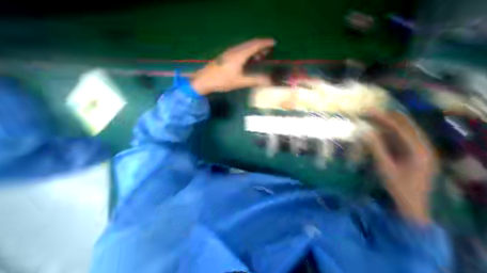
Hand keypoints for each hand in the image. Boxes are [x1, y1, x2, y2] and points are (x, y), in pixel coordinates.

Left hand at [190, 38, 272, 94]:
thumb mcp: (240, 82)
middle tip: (269, 50)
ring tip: (260, 55)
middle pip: (250, 43)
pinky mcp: (225, 56)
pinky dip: (247, 52)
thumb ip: (255, 80)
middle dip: (261, 45)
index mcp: (239, 55)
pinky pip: (240, 50)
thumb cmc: (222, 81)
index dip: (265, 43)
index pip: (255, 45)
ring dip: (254, 48)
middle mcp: (235, 50)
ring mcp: (229, 52)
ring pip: (244, 46)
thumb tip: (269, 81)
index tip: (274, 43)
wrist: (204, 80)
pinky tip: (247, 59)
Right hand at [366, 111, 437, 223]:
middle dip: (390, 118)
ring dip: (390, 124)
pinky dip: (391, 133)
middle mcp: (423, 148)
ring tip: (376, 116)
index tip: (371, 112)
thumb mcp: (385, 167)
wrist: (412, 203)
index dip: (386, 119)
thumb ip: (376, 148)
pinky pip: (402, 140)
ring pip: (405, 133)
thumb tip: (366, 133)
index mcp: (420, 151)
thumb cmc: (398, 186)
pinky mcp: (413, 155)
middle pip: (406, 128)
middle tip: (373, 111)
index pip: (402, 129)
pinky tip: (381, 130)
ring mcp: (420, 152)